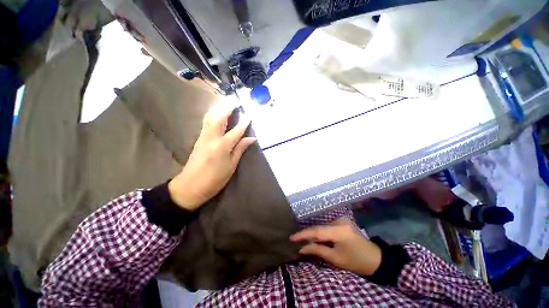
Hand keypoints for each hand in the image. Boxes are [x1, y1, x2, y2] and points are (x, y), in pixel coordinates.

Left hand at [168, 103, 255, 210]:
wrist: (189, 186)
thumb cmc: (214, 179)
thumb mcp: (231, 166)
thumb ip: (240, 149)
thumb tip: (251, 139)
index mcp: (222, 146)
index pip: (237, 130)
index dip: (244, 122)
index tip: (250, 115)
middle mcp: (212, 138)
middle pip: (219, 117)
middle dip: (228, 107)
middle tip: (236, 100)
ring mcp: (203, 137)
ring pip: (210, 117)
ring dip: (219, 108)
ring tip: (227, 103)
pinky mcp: (198, 138)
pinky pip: (206, 122)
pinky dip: (213, 114)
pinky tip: (217, 113)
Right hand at [290, 218, 381, 275]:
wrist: (375, 259)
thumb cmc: (356, 262)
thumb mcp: (336, 259)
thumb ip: (318, 250)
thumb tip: (302, 248)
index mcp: (339, 230)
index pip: (317, 231)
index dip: (303, 234)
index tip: (291, 237)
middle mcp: (339, 221)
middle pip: (319, 228)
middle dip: (308, 234)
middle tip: (296, 240)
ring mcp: (341, 219)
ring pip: (322, 227)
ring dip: (314, 234)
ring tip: (304, 239)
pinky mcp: (342, 221)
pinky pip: (327, 227)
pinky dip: (321, 233)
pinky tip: (316, 238)